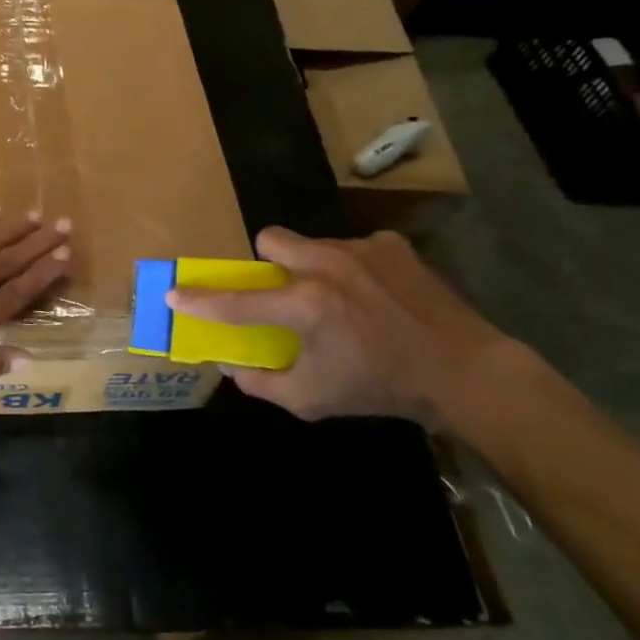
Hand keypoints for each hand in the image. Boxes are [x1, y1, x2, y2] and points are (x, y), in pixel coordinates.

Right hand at [166, 227, 515, 426]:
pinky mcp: (391, 245)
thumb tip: (232, 367)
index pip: (236, 301)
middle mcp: (326, 265)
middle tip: (283, 292)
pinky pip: (353, 248)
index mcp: (305, 305)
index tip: (173, 294)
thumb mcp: (313, 400)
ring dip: (312, 269)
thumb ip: (262, 383)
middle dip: (266, 262)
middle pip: (270, 239)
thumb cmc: (382, 388)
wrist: (466, 372)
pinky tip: (376, 297)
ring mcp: (361, 249)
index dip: (199, 300)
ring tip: (341, 302)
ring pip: (313, 245)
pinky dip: (353, 270)